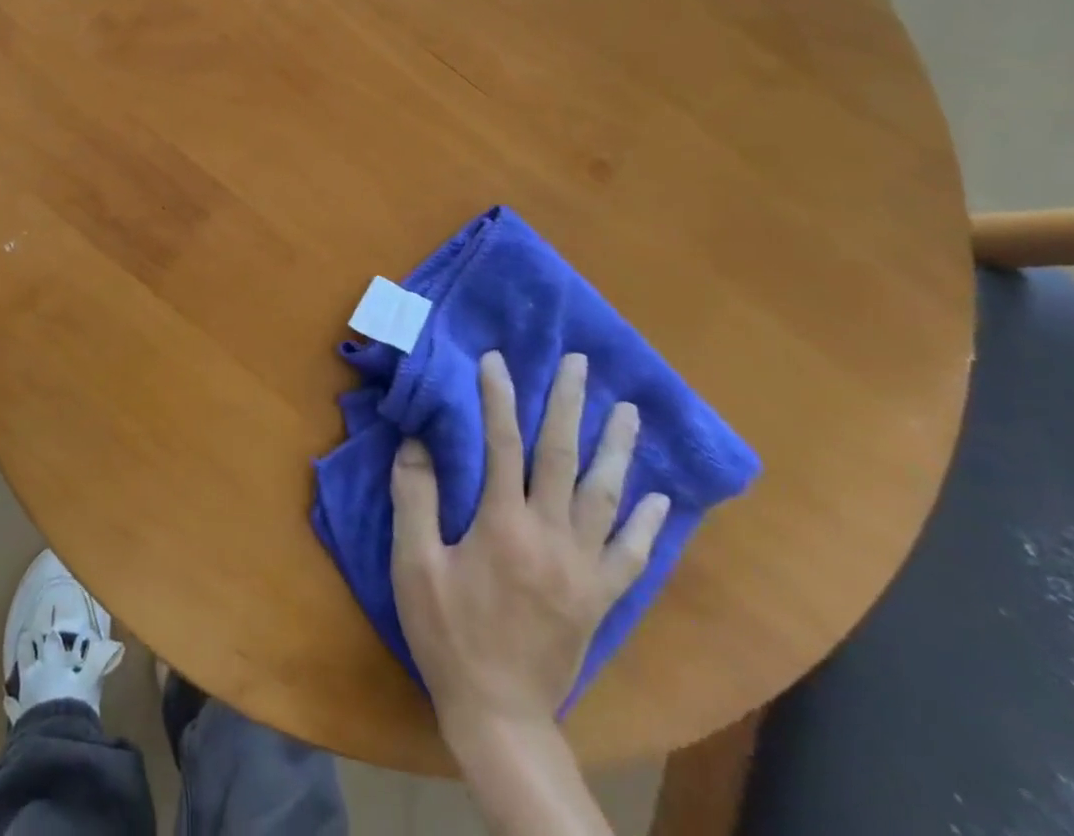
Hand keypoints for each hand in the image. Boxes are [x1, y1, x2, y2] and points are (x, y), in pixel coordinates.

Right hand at [390, 352, 669, 738]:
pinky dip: (647, 524)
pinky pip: (631, 554)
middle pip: (562, 457)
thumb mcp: (414, 565)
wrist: (499, 714)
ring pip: (605, 496)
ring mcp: (583, 569)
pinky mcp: (600, 598)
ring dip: (617, 449)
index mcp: (503, 526)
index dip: (498, 397)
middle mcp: (551, 537)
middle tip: (580, 363)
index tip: (496, 360)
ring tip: (628, 412)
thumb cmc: (448, 634)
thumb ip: (415, 499)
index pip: (502, 444)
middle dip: (569, 404)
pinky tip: (659, 498)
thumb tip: (415, 443)